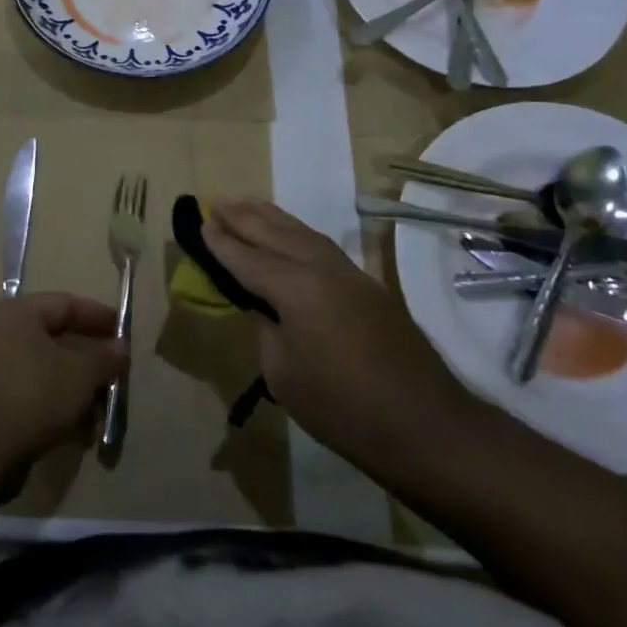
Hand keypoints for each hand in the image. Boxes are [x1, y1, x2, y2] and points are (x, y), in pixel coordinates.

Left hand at [0, 293, 127, 473]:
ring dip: (75, 388)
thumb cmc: (31, 395)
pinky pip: (30, 394)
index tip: (125, 333)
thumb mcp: (80, 374)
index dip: (99, 317)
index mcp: (16, 312)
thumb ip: (105, 357)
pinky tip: (78, 430)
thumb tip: (121, 348)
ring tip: (100, 410)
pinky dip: (55, 406)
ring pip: (45, 370)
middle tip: (116, 375)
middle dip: (89, 360)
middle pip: (55, 338)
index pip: (66, 303)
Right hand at [204, 199, 471, 467]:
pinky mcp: (368, 286)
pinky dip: (298, 232)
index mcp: (295, 288)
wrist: (425, 424)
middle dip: (244, 217)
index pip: (248, 258)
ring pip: (302, 233)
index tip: (201, 223)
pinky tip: (290, 234)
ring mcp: (350, 273)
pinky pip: (322, 245)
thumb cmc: (342, 408)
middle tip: (217, 201)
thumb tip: (263, 309)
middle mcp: (321, 268)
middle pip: (275, 233)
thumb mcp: (284, 376)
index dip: (222, 243)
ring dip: (272, 217)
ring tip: (248, 204)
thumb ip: (266, 332)